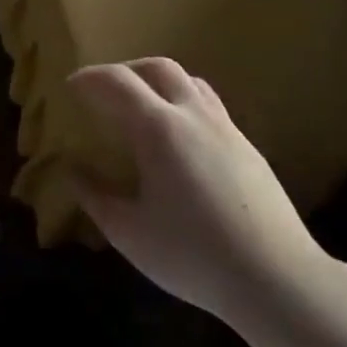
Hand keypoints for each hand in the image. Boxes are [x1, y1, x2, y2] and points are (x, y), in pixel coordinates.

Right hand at [69, 58, 338, 330]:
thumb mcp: (129, 233)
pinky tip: (178, 139)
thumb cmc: (193, 255)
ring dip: (158, 82)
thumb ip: (95, 196)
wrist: (276, 277)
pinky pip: (209, 106)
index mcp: (159, 129)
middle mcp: (194, 116)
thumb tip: (73, 170)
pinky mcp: (247, 147)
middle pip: (158, 68)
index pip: (117, 82)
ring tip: (141, 107)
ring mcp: (226, 129)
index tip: (70, 85)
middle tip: (104, 91)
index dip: (90, 78)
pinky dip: (183, 103)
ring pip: (190, 82)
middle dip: (125, 70)